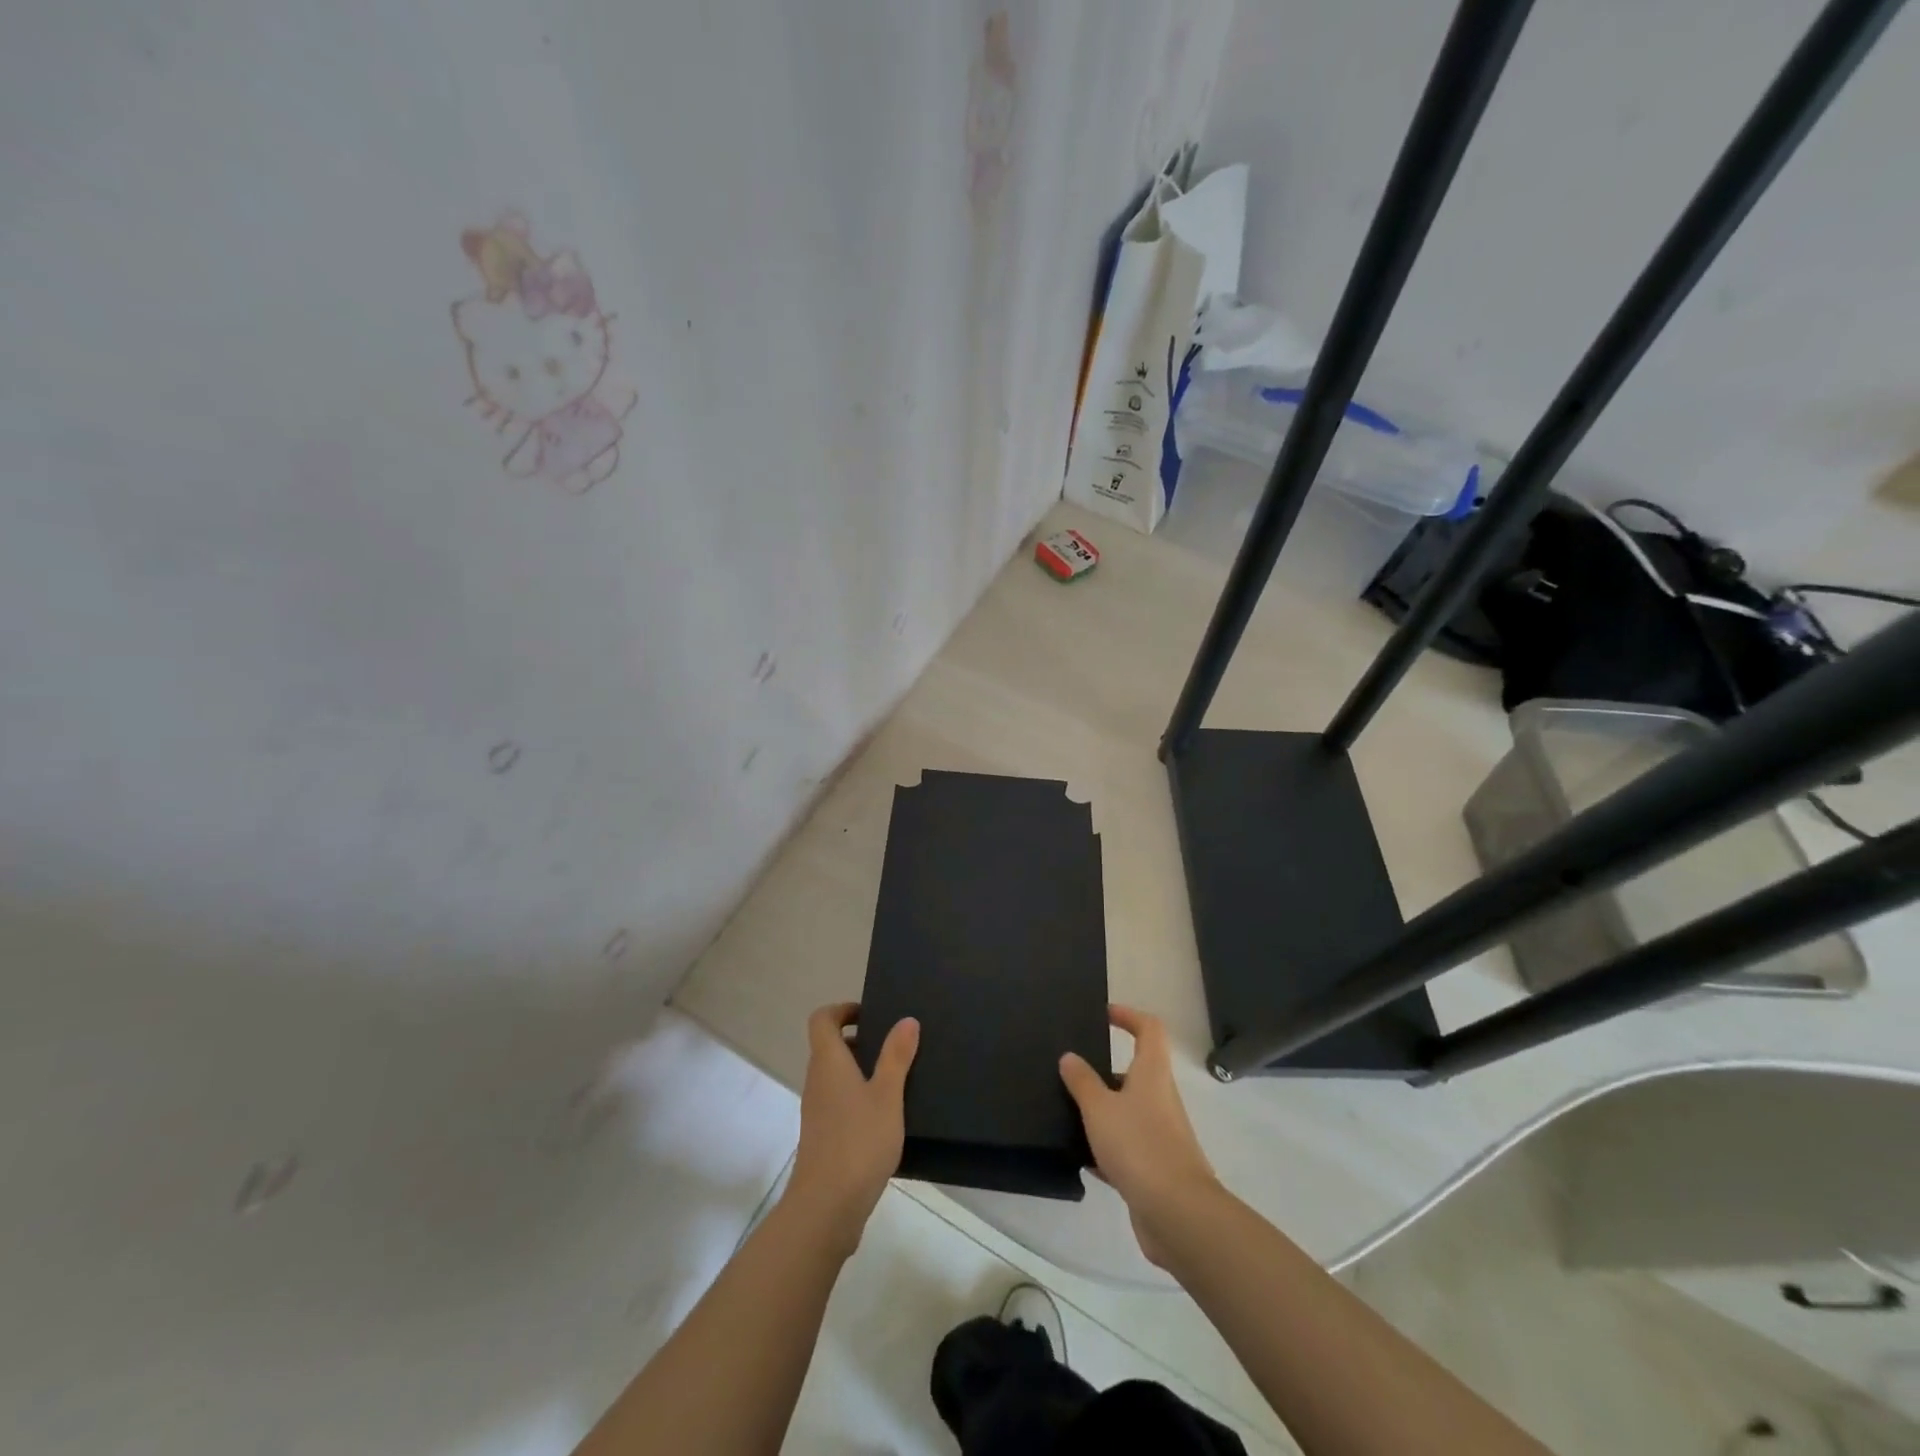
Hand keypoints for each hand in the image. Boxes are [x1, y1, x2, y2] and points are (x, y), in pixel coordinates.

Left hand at [784, 1003, 918, 1257]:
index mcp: (828, 1063)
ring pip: (836, 1077)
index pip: (822, 1020)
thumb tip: (906, 1019)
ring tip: (898, 1080)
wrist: (826, 1208)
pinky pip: (839, 1102)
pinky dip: (859, 1098)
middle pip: (829, 1047)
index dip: (843, 1010)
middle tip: (894, 1046)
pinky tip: (887, 1117)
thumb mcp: (887, 1095)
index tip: (872, 1014)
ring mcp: (817, 1111)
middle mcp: (817, 1081)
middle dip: (860, 1041)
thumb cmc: (858, 1142)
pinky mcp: (823, 1137)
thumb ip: (896, 1056)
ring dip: (861, 1071)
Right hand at [1059, 1005, 1217, 1265]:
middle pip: (1136, 1071)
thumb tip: (1069, 1056)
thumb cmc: (1140, 1147)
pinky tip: (1080, 1157)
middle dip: (1104, 1070)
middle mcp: (1161, 1098)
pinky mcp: (1156, 1168)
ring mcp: (1161, 1135)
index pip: (1149, 1029)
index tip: (1104, 1015)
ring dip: (1102, 1111)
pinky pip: (1127, 1147)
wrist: (1178, 1215)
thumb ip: (1082, 1081)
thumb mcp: (1100, 1109)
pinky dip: (1105, 1148)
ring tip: (1067, 1112)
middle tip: (1071, 1070)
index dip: (1129, 1016)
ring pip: (1128, 1111)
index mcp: (1152, 1074)